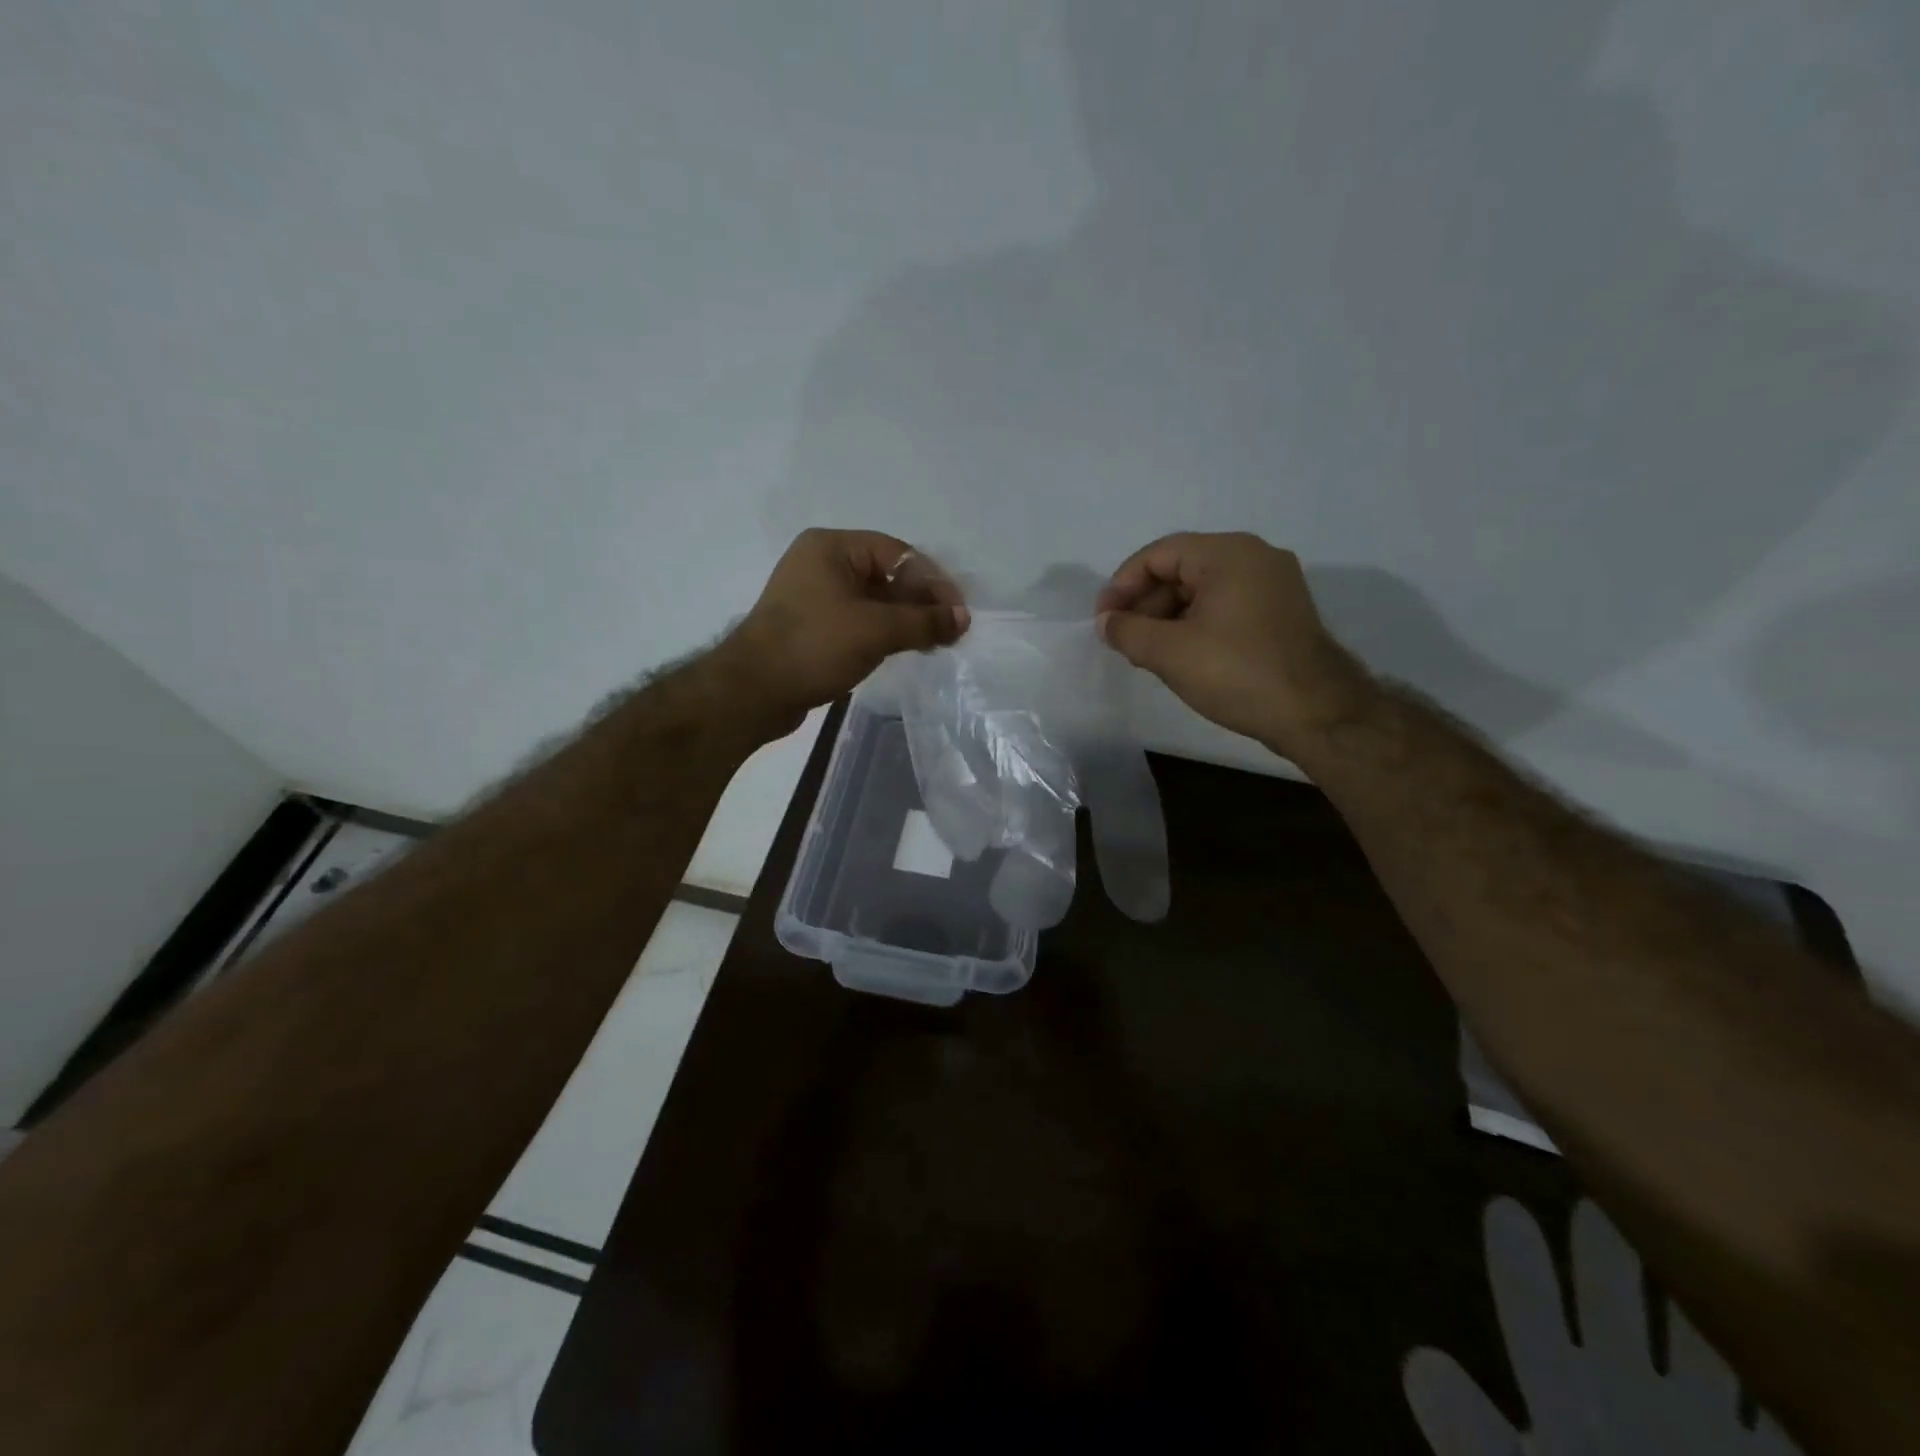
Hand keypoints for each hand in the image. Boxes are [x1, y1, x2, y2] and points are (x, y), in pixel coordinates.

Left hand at [715, 529, 969, 737]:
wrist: (753, 691)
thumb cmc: (814, 646)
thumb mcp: (876, 630)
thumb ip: (924, 621)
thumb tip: (962, 619)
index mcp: (832, 547)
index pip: (899, 554)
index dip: (933, 582)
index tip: (958, 613)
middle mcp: (822, 563)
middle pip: (887, 575)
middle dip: (921, 603)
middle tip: (950, 632)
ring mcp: (815, 596)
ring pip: (874, 601)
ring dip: (905, 620)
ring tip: (934, 644)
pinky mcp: (813, 626)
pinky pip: (858, 621)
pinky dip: (884, 632)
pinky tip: (905, 650)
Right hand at [1095, 531, 1372, 756]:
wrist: (1316, 713)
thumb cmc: (1237, 673)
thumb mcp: (1169, 652)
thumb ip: (1128, 631)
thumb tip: (1106, 622)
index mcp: (1228, 554)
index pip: (1159, 554)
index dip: (1122, 585)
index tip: (1104, 620)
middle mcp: (1255, 557)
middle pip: (1181, 569)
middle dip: (1146, 604)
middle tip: (1123, 640)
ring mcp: (1274, 584)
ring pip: (1203, 590)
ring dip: (1168, 617)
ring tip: (1147, 654)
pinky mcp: (1281, 612)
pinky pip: (1225, 606)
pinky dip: (1196, 624)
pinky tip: (1181, 656)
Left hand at [1404, 1199, 1798, 1455]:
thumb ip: (1470, 1433)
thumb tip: (1418, 1362)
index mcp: (1564, 1404)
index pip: (1534, 1321)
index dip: (1521, 1270)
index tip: (1506, 1208)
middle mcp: (1631, 1403)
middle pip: (1612, 1312)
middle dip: (1603, 1256)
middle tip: (1594, 1199)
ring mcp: (1707, 1434)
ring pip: (1696, 1346)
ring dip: (1689, 1296)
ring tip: (1684, 1230)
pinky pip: (1778, 1411)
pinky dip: (1783, 1375)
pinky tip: (1787, 1328)